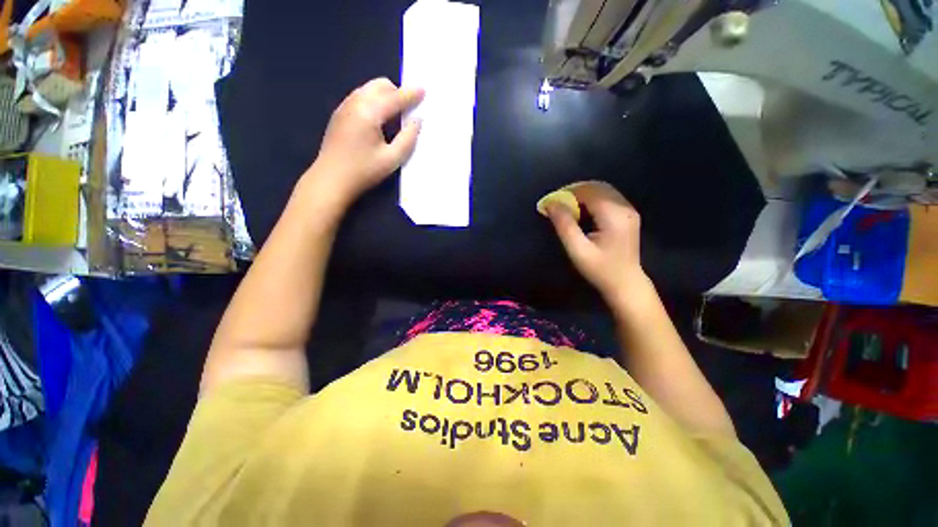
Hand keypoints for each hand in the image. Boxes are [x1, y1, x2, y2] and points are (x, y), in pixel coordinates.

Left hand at [305, 78, 423, 208]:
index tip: (423, 90)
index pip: (394, 98)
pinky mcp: (339, 114)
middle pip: (379, 85)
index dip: (410, 94)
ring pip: (368, 89)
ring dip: (384, 95)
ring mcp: (344, 107)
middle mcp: (355, 103)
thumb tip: (417, 121)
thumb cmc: (364, 171)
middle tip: (408, 108)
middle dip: (397, 91)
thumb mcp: (392, 159)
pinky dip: (374, 101)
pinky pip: (360, 97)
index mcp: (369, 113)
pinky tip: (378, 121)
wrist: (331, 179)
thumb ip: (408, 139)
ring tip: (395, 115)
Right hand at [546, 181, 647, 301]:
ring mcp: (629, 210)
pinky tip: (582, 212)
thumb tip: (550, 204)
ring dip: (582, 195)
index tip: (551, 202)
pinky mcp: (628, 214)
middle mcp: (625, 207)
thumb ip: (564, 225)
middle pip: (597, 187)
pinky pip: (608, 197)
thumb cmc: (600, 269)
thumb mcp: (577, 250)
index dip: (567, 193)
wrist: (626, 284)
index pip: (588, 192)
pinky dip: (591, 200)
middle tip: (557, 204)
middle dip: (574, 191)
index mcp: (614, 215)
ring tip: (567, 208)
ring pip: (603, 190)